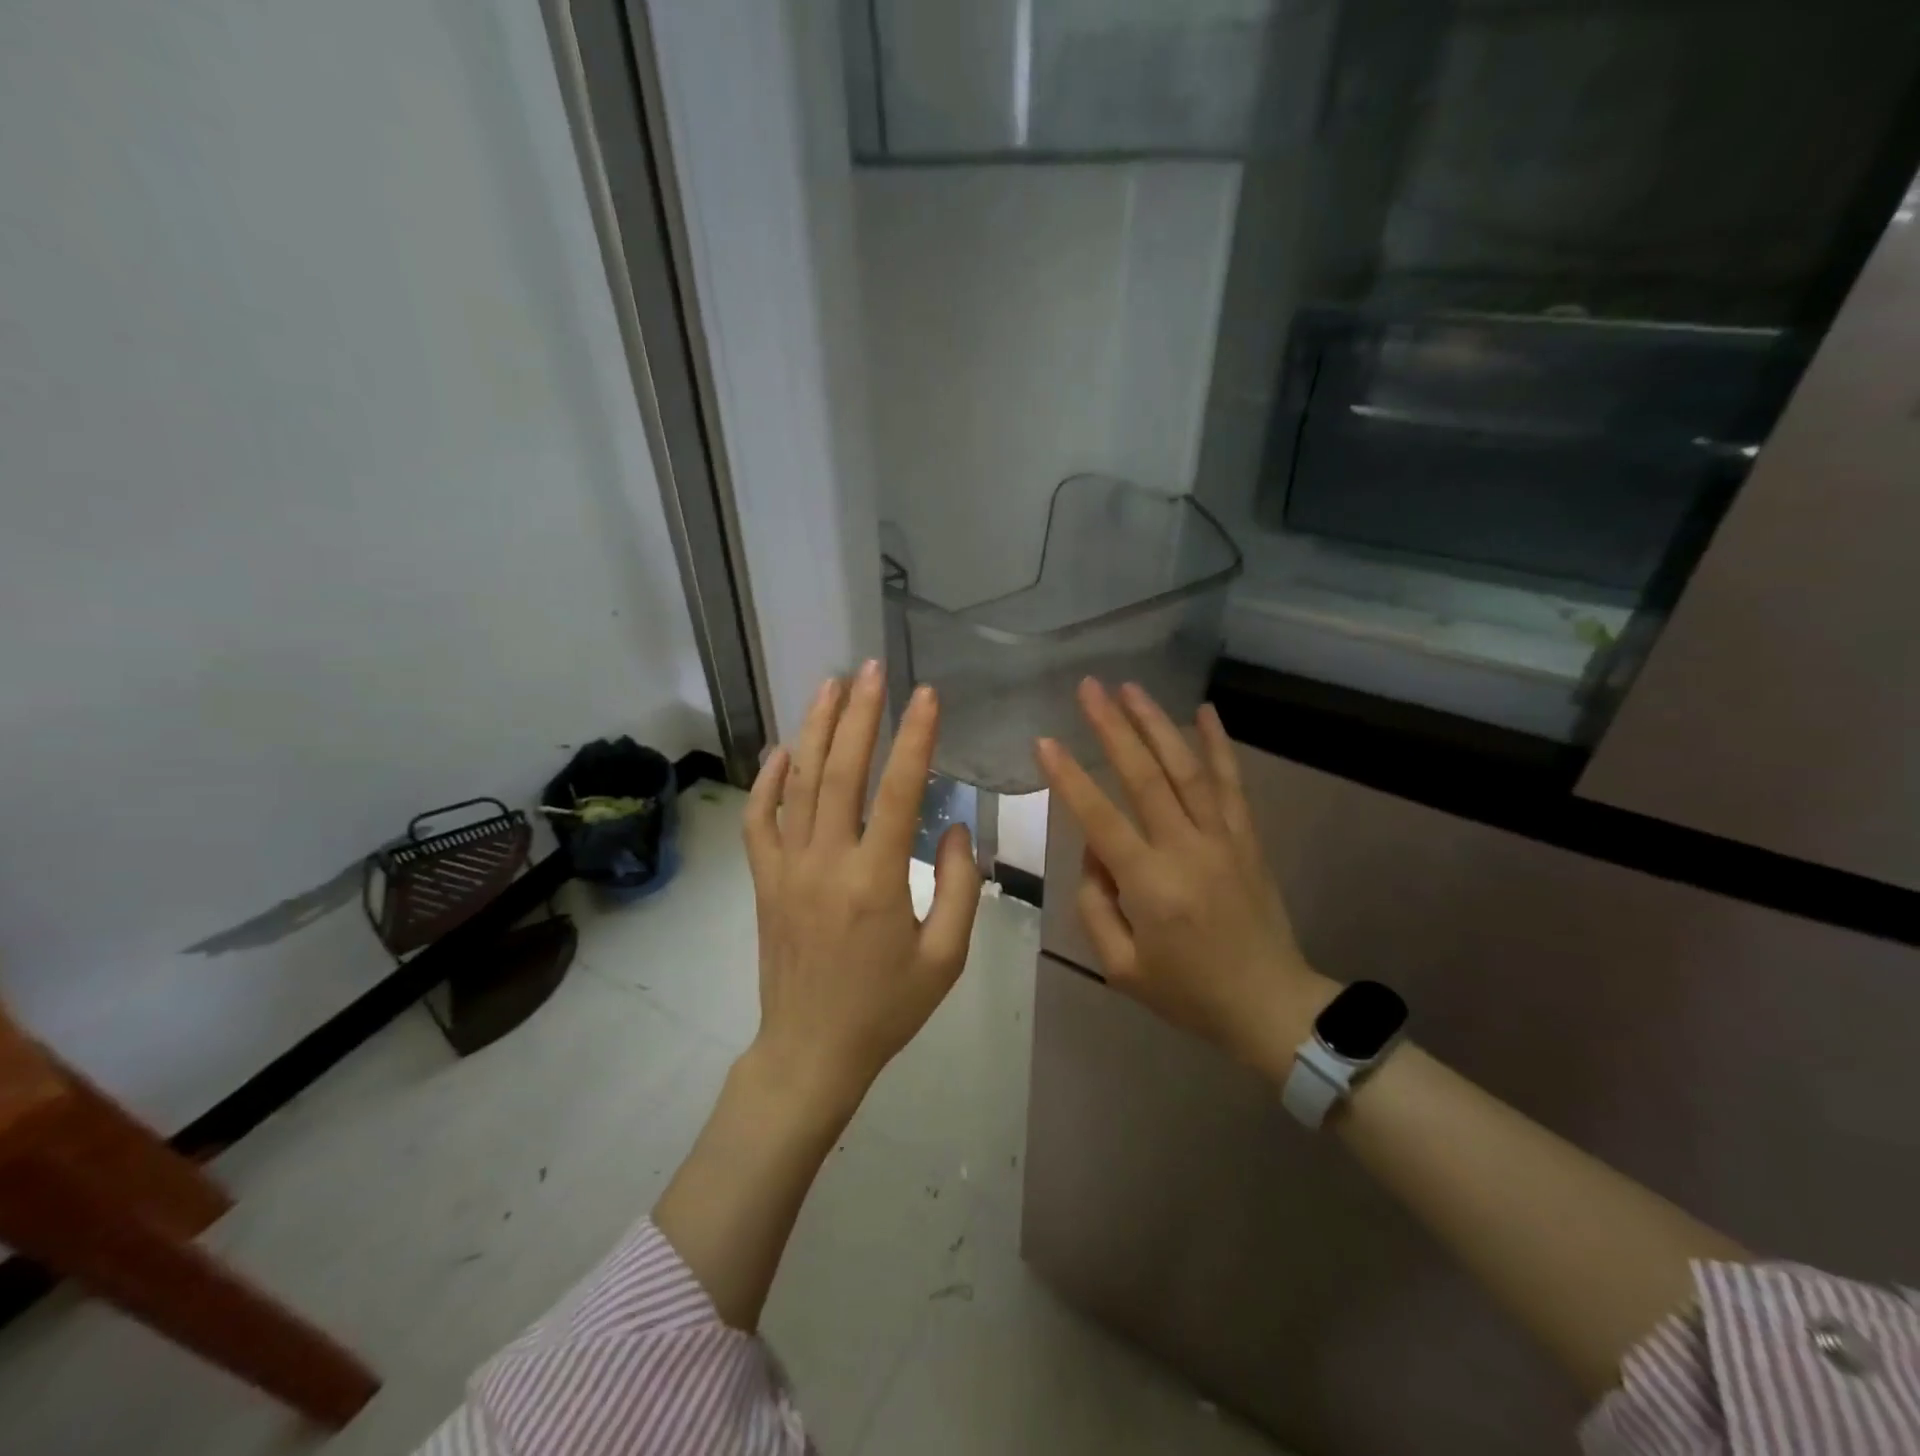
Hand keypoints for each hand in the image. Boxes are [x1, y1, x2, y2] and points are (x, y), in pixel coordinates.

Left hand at [742, 661, 983, 1119]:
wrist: (811, 1051)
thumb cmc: (887, 1008)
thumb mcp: (946, 957)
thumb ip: (959, 886)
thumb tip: (954, 825)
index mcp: (876, 880)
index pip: (898, 791)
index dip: (915, 738)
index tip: (926, 694)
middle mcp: (826, 862)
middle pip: (841, 771)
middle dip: (859, 713)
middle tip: (872, 668)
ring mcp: (787, 868)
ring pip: (798, 784)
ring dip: (814, 729)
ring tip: (830, 684)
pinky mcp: (764, 881)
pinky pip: (759, 820)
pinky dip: (767, 780)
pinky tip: (782, 749)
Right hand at [1036, 679, 1335, 1081]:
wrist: (1271, 1006)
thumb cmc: (1188, 993)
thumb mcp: (1121, 967)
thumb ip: (1095, 905)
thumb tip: (1094, 850)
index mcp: (1150, 885)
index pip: (1100, 819)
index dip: (1070, 777)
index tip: (1045, 740)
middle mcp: (1186, 849)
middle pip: (1146, 776)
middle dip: (1113, 728)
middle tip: (1089, 687)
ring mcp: (1223, 838)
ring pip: (1188, 768)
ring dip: (1158, 724)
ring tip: (1131, 688)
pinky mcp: (1248, 838)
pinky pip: (1232, 783)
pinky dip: (1219, 744)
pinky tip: (1205, 711)